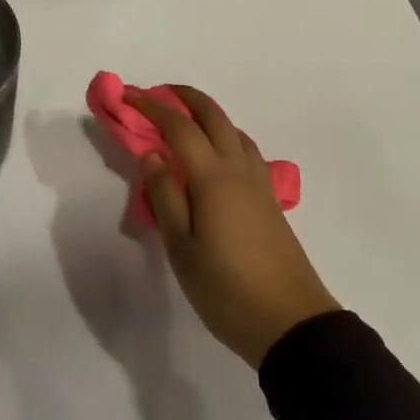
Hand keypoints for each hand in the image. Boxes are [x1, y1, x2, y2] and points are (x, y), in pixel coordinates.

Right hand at [128, 85, 339, 367]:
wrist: (292, 323)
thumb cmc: (227, 289)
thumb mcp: (182, 249)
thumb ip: (165, 197)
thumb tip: (151, 156)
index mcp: (213, 179)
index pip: (179, 128)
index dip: (152, 107)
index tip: (128, 97)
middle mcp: (239, 170)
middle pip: (214, 116)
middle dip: (184, 97)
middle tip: (156, 95)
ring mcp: (259, 184)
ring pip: (233, 130)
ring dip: (207, 114)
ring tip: (182, 122)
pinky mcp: (269, 200)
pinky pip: (244, 150)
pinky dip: (223, 136)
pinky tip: (213, 157)